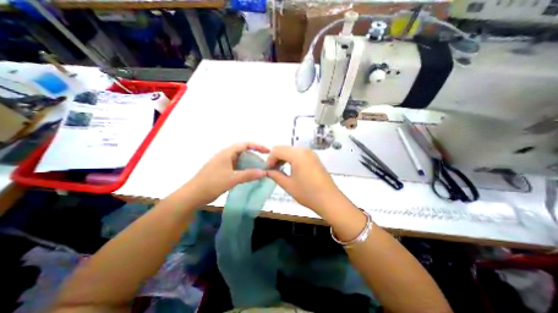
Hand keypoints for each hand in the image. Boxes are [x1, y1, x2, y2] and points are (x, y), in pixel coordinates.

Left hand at [184, 142, 270, 205]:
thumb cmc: (211, 184)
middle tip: (264, 164)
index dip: (257, 146)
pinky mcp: (222, 170)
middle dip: (255, 156)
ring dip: (250, 163)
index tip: (268, 152)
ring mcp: (223, 163)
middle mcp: (225, 155)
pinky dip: (244, 169)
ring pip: (240, 159)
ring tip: (259, 170)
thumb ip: (248, 175)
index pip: (245, 144)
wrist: (192, 195)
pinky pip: (236, 166)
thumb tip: (264, 172)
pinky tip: (249, 175)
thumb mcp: (232, 179)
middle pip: (243, 151)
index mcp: (227, 153)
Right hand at [266, 146, 347, 213]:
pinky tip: (290, 169)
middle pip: (283, 148)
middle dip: (275, 158)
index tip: (268, 170)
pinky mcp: (314, 158)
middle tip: (273, 171)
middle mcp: (304, 150)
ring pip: (291, 150)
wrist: (330, 200)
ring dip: (283, 158)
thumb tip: (267, 171)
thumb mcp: (288, 185)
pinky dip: (291, 159)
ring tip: (280, 170)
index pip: (276, 150)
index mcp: (297, 154)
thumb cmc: (308, 193)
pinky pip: (298, 154)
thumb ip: (275, 175)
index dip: (269, 160)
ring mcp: (310, 153)